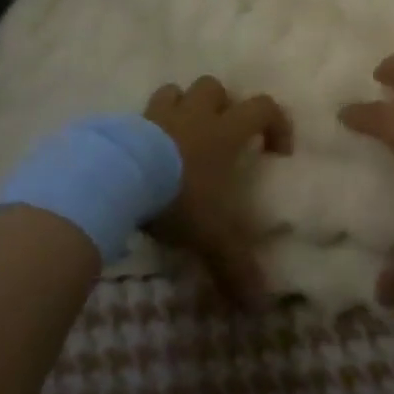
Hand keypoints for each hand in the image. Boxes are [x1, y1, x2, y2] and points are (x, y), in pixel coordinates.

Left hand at [144, 76, 292, 309]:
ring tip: (179, 136)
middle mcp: (197, 114)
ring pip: (177, 91)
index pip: (264, 107)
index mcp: (226, 131)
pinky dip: (147, 126)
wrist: (117, 180)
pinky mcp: (127, 122)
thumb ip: (235, 265)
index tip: (276, 150)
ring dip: (182, 107)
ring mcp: (160, 114)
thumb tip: (259, 306)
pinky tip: (143, 152)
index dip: (277, 122)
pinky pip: (141, 114)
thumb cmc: (177, 197)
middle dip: (221, 105)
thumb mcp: (211, 235)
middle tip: (219, 136)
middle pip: (216, 87)